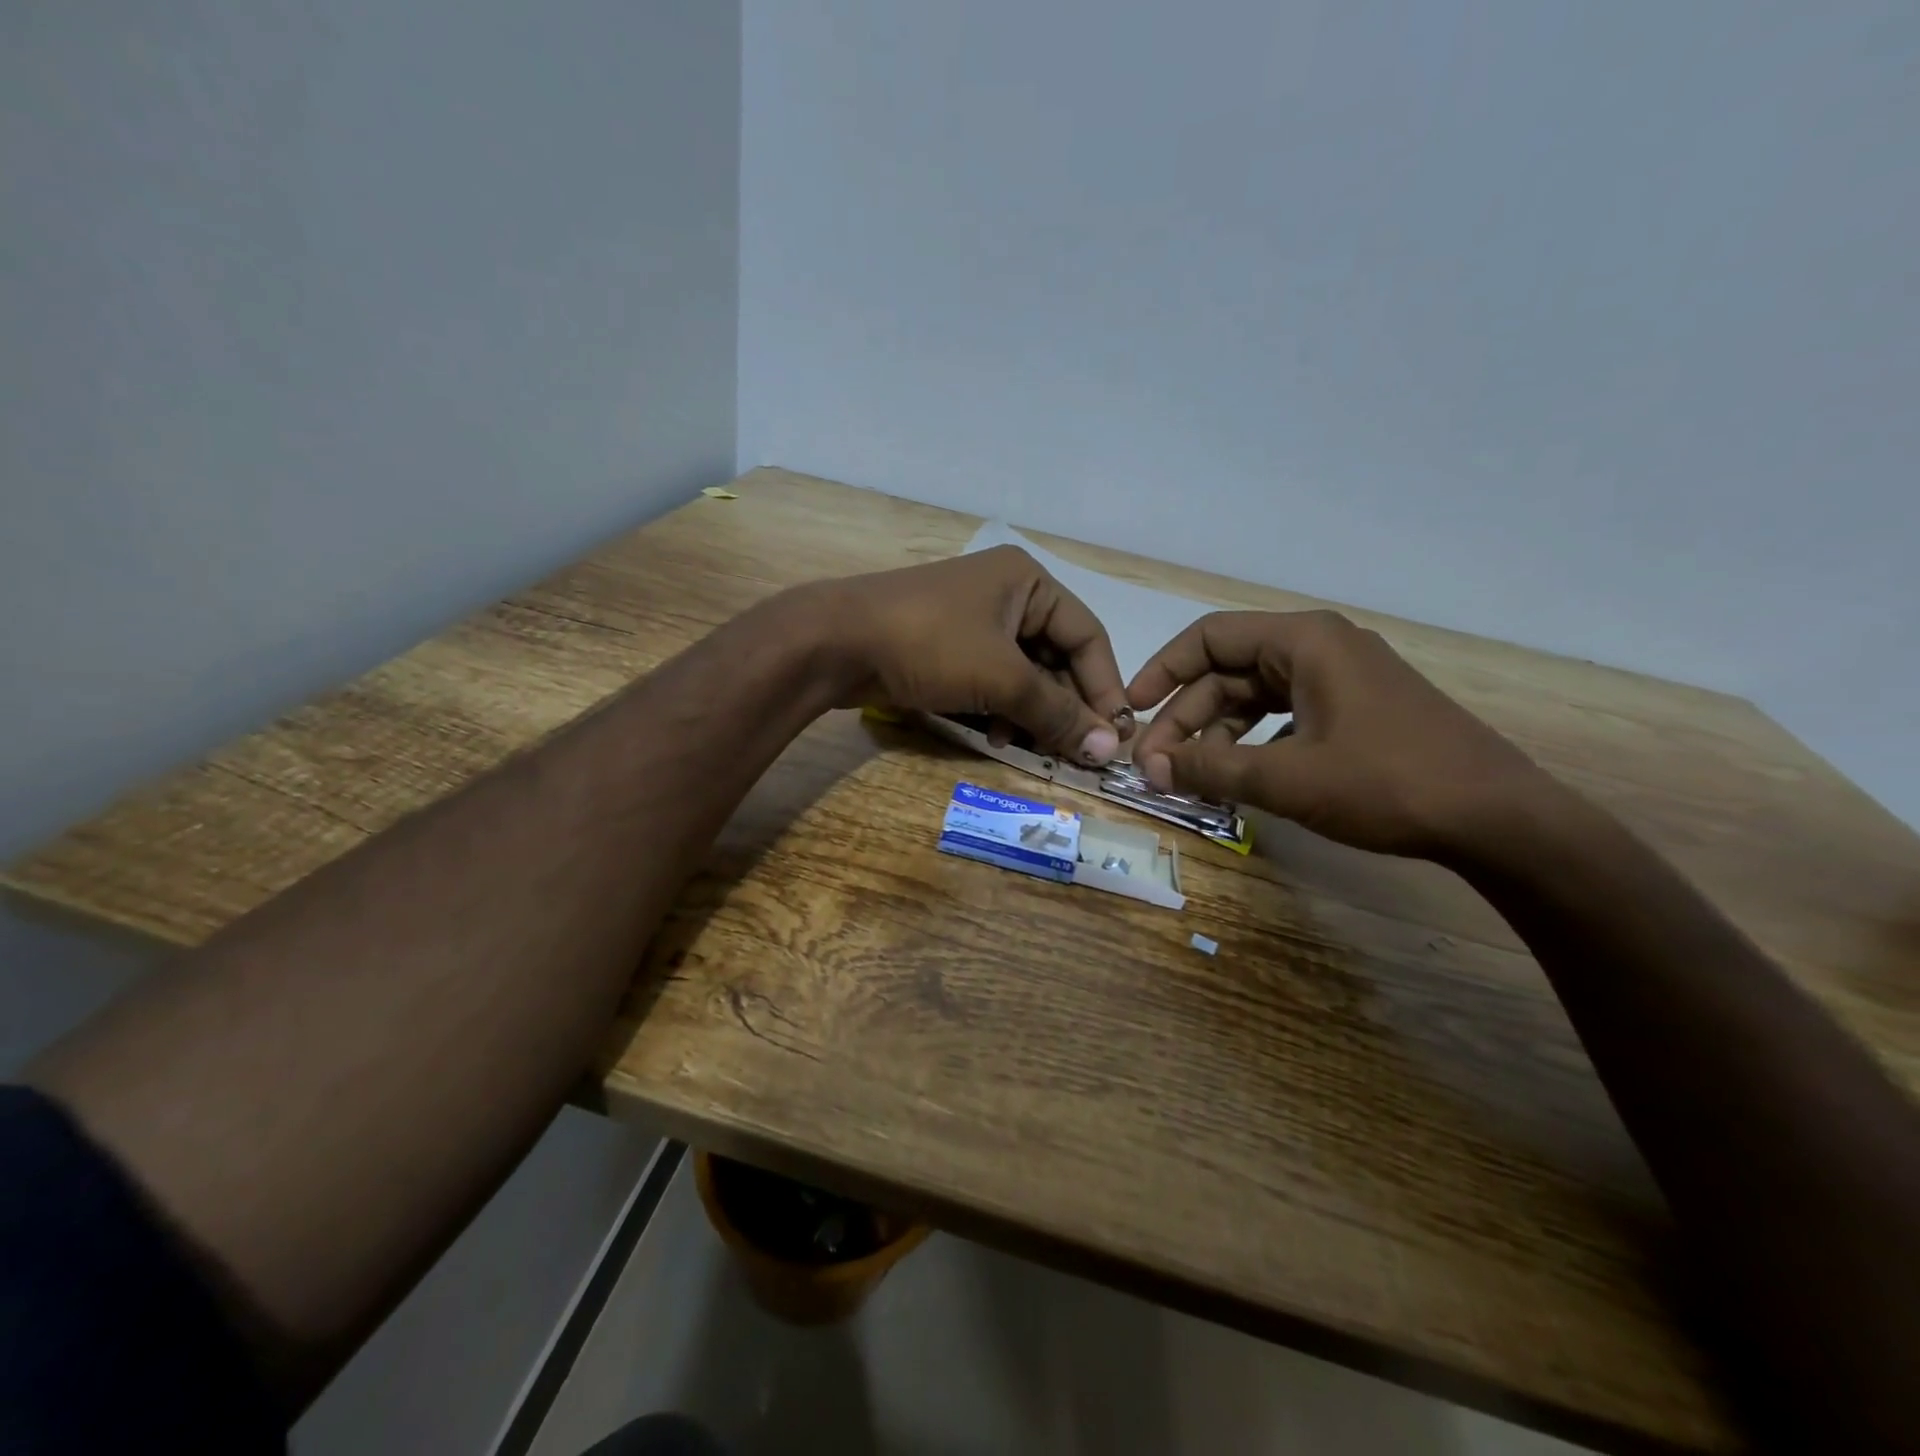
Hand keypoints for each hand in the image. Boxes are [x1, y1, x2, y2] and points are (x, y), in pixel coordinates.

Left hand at [816, 546, 1132, 765]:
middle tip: (1075, 752)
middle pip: (1055, 657)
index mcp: (1028, 581)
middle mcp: (1006, 594)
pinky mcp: (945, 647)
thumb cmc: (930, 645)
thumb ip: (1056, 712)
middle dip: (1063, 706)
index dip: (1104, 687)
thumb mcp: (1001, 678)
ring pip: (1021, 674)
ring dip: (1030, 713)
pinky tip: (994, 737)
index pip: (1087, 636)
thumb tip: (1107, 747)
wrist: (834, 641)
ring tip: (1030, 747)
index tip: (1114, 735)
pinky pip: (989, 680)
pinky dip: (999, 709)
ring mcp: (972, 620)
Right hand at [1126, 610, 1550, 857]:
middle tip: (1156, 766)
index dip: (1162, 670)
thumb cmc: (1386, 783)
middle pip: (1229, 671)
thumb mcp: (1285, 778)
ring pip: (1255, 697)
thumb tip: (1148, 768)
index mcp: (1304, 641)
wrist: (1499, 819)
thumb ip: (1209, 768)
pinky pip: (1285, 715)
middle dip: (1186, 718)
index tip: (1132, 708)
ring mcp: (1343, 679)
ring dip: (1217, 735)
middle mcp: (1321, 648)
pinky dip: (1254, 743)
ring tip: (1192, 778)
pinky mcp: (1357, 710)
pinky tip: (1241, 776)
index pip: (1209, 637)